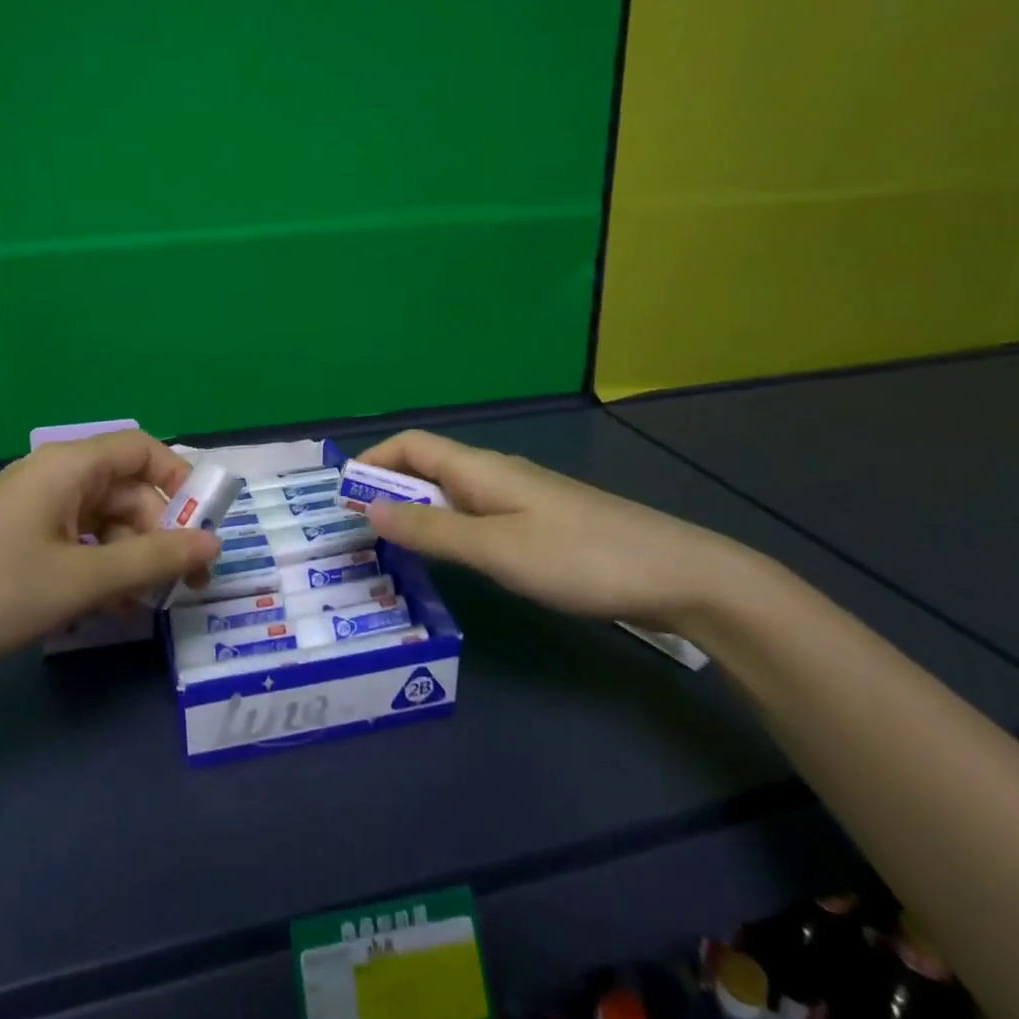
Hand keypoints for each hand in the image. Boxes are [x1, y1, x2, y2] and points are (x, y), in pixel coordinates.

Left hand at [0, 431, 219, 686]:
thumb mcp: (79, 579)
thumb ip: (152, 560)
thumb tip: (215, 543)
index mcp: (68, 466)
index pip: (142, 449)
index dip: (179, 481)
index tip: (204, 527)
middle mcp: (53, 480)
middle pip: (126, 491)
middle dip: (160, 533)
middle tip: (183, 585)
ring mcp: (31, 515)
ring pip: (103, 524)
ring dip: (131, 560)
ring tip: (146, 606)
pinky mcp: (16, 548)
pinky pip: (75, 548)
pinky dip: (99, 573)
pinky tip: (108, 611)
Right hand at [355, 430, 748, 624]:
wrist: (675, 573)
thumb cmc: (578, 557)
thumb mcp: (496, 549)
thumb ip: (432, 530)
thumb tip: (369, 507)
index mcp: (480, 468)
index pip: (412, 445)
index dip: (373, 460)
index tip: (343, 496)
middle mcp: (495, 474)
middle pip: (428, 467)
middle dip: (388, 490)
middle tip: (358, 532)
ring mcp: (520, 498)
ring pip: (452, 494)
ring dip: (417, 513)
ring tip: (392, 550)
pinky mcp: (539, 524)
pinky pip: (476, 516)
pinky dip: (448, 530)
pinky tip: (450, 563)